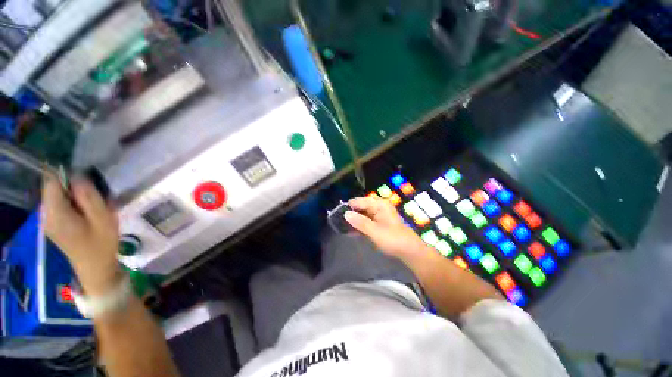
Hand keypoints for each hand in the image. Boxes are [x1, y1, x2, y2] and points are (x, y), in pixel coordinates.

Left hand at [42, 175, 121, 295]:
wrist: (95, 267)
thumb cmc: (102, 243)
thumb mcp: (103, 217)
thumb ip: (89, 195)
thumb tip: (78, 176)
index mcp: (55, 213)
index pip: (52, 181)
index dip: (68, 176)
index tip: (87, 183)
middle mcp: (45, 214)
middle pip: (54, 188)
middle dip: (73, 188)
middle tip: (95, 199)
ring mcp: (47, 220)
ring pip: (57, 196)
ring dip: (75, 197)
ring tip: (93, 209)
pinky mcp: (52, 224)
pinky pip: (59, 205)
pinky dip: (72, 204)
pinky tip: (86, 215)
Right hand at [345, 197, 428, 260]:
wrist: (409, 251)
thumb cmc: (393, 239)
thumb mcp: (375, 231)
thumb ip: (360, 222)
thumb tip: (345, 214)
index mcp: (379, 204)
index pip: (360, 201)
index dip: (349, 207)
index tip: (337, 214)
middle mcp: (379, 207)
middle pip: (361, 207)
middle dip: (351, 214)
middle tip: (338, 222)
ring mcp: (379, 214)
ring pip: (362, 214)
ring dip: (354, 220)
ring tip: (342, 226)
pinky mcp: (379, 222)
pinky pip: (366, 221)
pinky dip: (359, 225)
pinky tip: (351, 231)